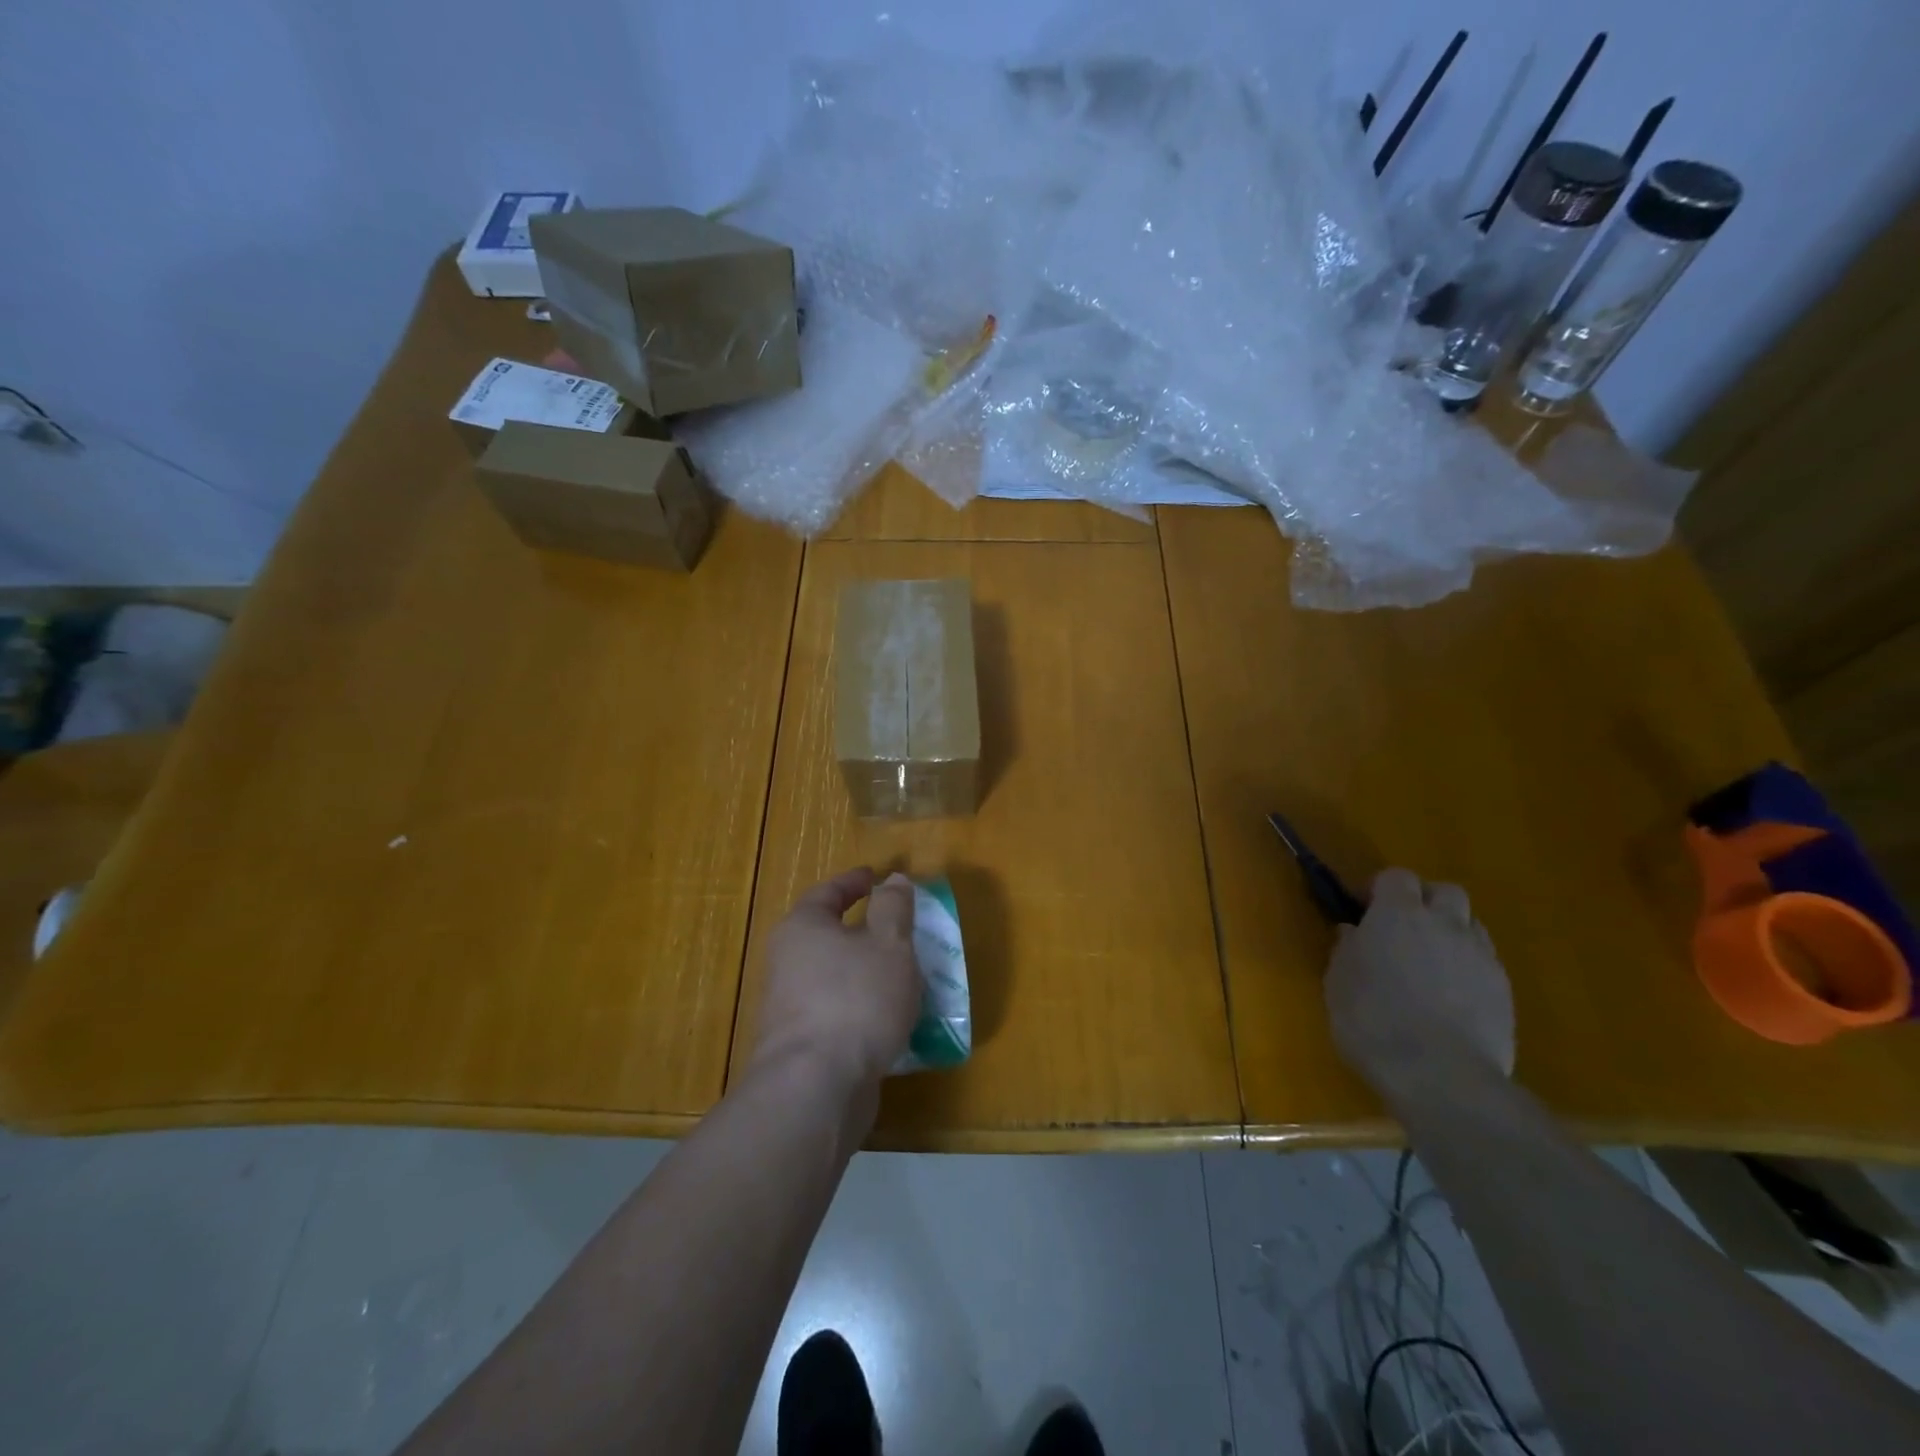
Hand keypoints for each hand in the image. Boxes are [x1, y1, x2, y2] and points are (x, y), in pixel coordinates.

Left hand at [750, 868, 921, 1098]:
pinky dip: (862, 1006)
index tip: (876, 877)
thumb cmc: (856, 1000)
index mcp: (803, 928)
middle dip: (862, 930)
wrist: (815, 1088)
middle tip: (897, 928)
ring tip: (903, 975)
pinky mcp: (801, 1045)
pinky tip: (889, 1018)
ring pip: (834, 976)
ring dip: (865, 972)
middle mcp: (787, 962)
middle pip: (827, 935)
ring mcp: (790, 1007)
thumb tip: (892, 880)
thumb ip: (893, 908)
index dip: (855, 882)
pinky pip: (837, 1011)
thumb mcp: (889, 944)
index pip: (828, 892)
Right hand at [1325, 868, 1514, 1096]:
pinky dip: (1468, 969)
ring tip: (1431, 964)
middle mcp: (1444, 924)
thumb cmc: (1372, 1020)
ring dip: (1451, 934)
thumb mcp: (1338, 982)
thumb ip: (1347, 949)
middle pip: (1445, 892)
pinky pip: (1485, 963)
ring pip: (1471, 925)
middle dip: (1426, 902)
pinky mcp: (1505, 991)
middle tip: (1404, 929)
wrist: (1441, 1075)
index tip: (1365, 910)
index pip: (1397, 877)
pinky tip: (1451, 998)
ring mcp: (1480, 957)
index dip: (1381, 889)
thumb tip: (1353, 933)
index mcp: (1398, 914)